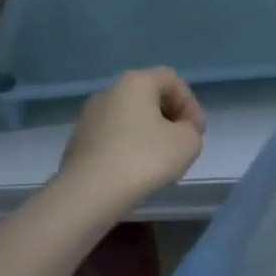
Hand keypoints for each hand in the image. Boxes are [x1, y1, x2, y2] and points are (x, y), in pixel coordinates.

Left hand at [59, 68, 207, 210]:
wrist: (87, 194)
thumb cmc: (143, 160)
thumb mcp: (187, 143)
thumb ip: (192, 130)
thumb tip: (179, 131)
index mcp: (135, 82)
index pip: (173, 80)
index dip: (191, 104)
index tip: (197, 133)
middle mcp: (109, 91)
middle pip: (150, 96)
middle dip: (171, 118)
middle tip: (182, 144)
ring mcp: (89, 116)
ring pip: (130, 117)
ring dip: (150, 133)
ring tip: (160, 161)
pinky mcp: (78, 141)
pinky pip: (113, 136)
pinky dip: (129, 147)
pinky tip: (135, 171)